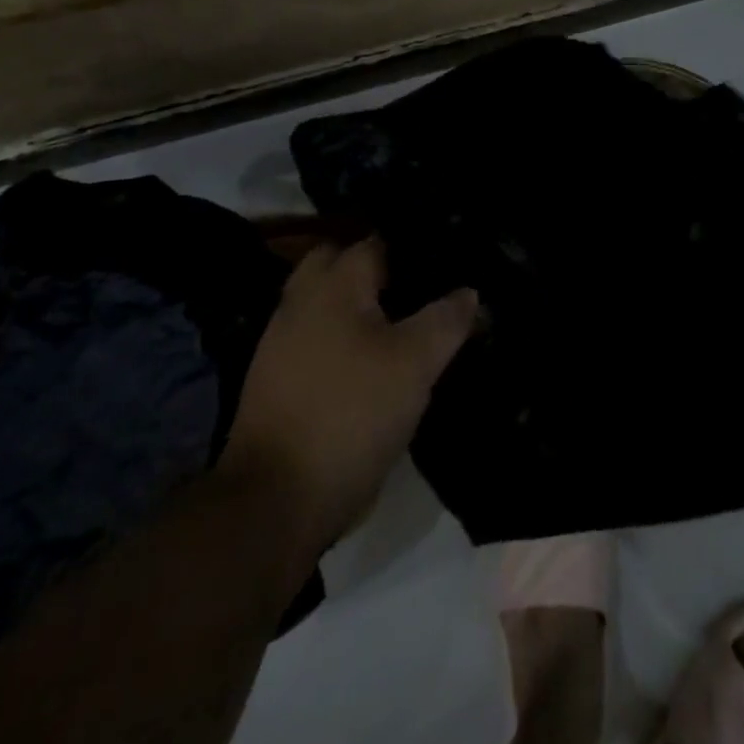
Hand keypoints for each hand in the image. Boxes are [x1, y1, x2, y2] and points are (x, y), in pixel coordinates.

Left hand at [221, 236, 477, 558]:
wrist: (274, 502)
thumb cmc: (351, 414)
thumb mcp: (416, 364)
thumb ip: (446, 319)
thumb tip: (468, 292)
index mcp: (334, 285)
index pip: (378, 242)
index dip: (416, 248)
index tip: (450, 260)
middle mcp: (301, 302)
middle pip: (342, 264)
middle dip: (380, 269)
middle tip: (422, 288)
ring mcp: (282, 343)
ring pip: (328, 303)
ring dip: (361, 305)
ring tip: (406, 322)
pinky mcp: (277, 381)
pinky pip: (319, 338)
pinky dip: (345, 338)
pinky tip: (374, 360)